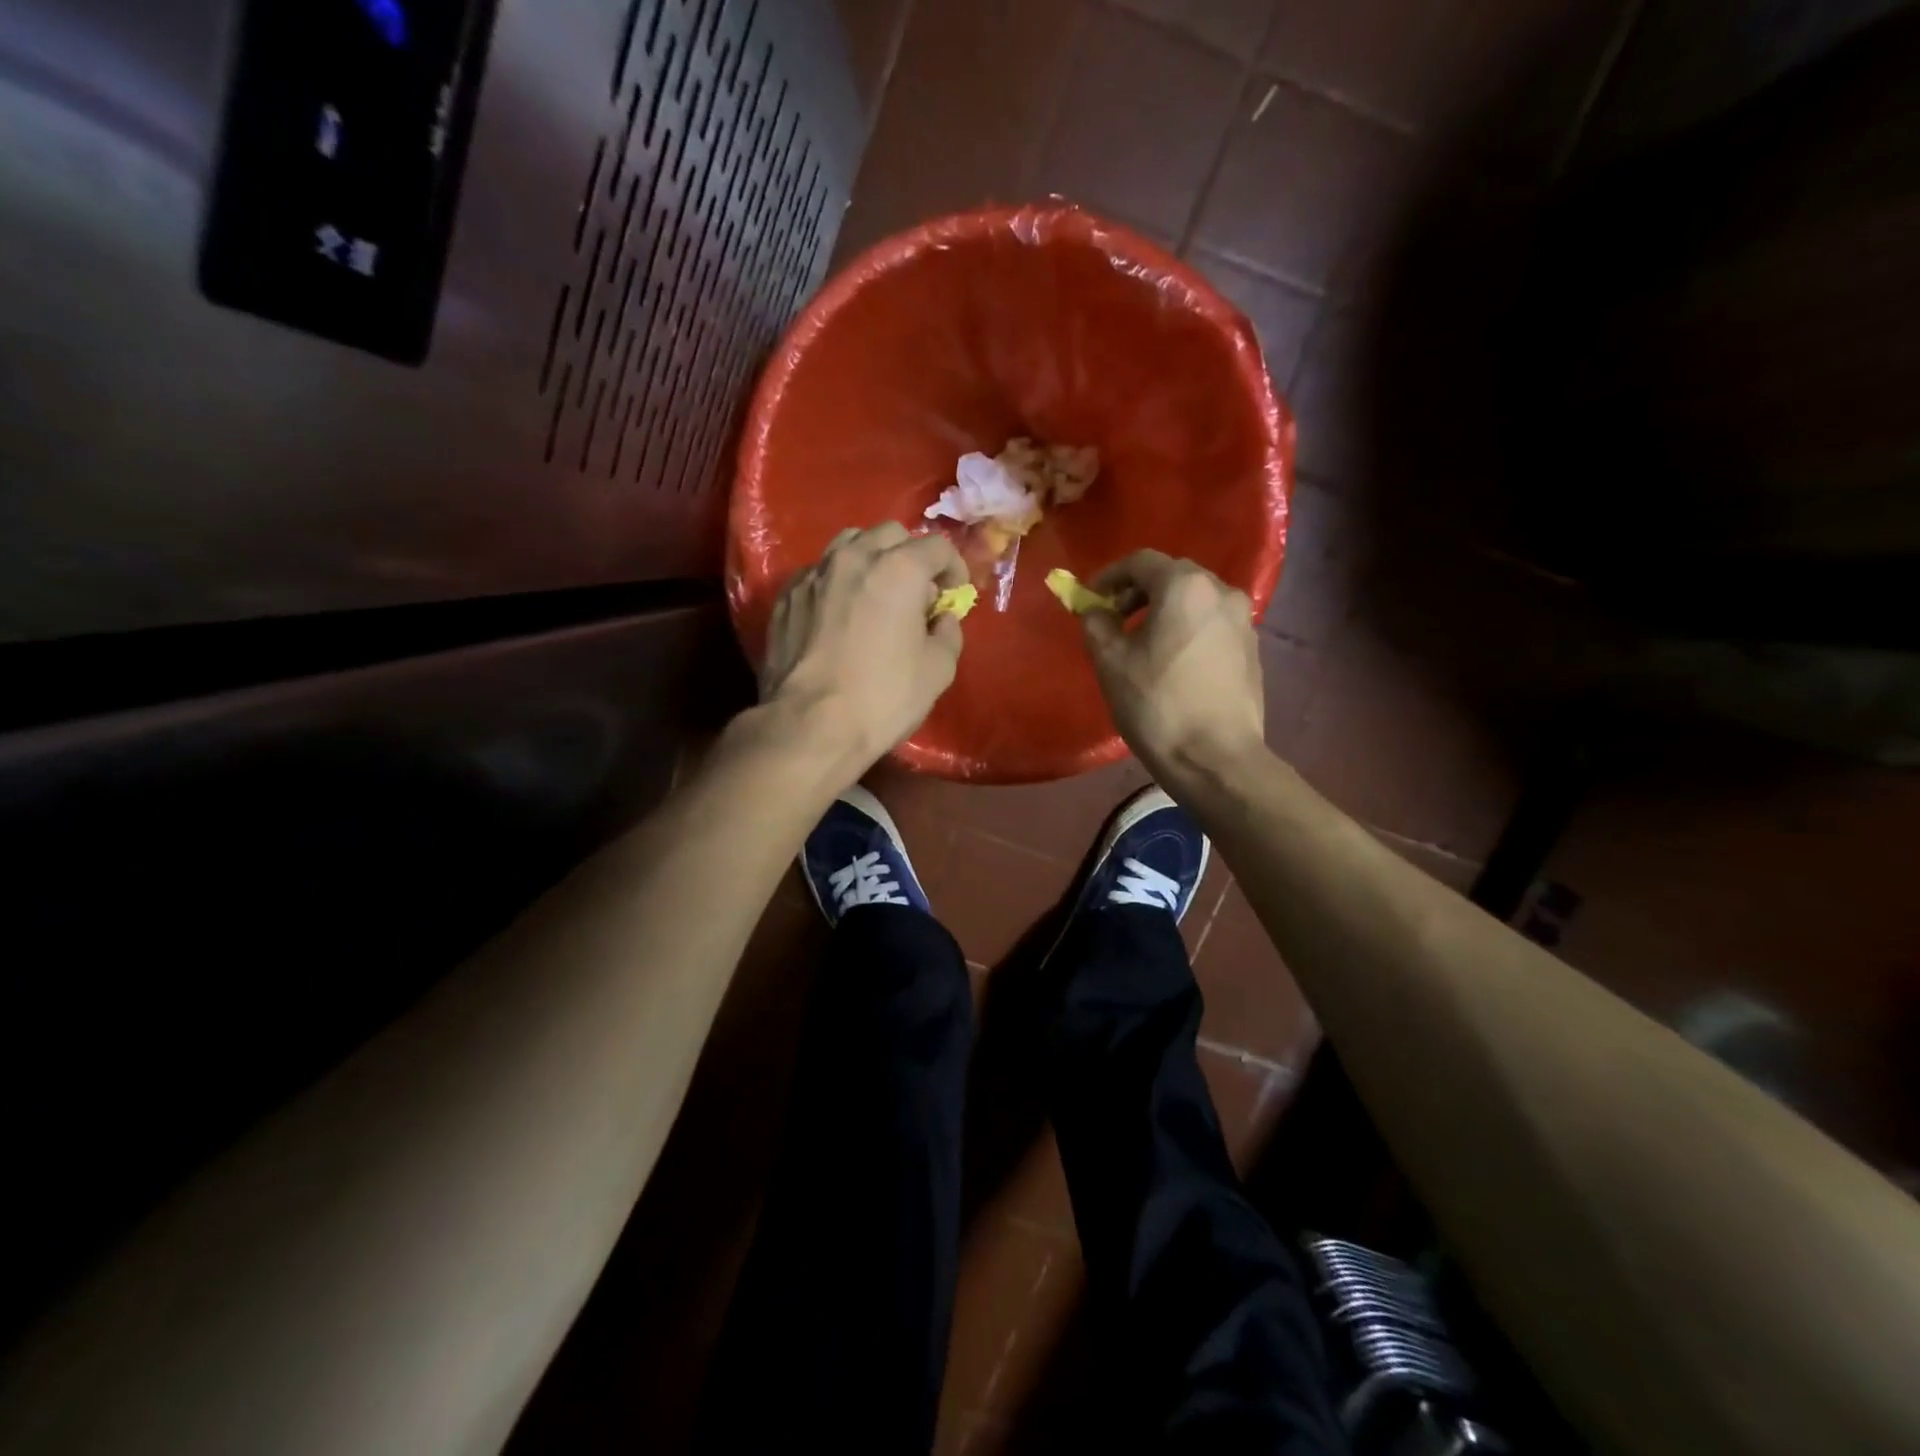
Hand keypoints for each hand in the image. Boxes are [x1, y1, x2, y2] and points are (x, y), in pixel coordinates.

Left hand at [761, 522, 967, 774]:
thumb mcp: (938, 670)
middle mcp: (854, 557)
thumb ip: (948, 633)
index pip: (937, 546)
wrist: (809, 725)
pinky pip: (820, 572)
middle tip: (917, 593)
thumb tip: (942, 618)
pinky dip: (838, 582)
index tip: (954, 594)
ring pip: (849, 544)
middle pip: (891, 534)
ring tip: (876, 594)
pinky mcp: (787, 596)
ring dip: (872, 559)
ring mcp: (815, 574)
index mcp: (899, 569)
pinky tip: (840, 613)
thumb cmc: (883, 698)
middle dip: (911, 556)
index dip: (954, 568)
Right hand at [1081, 550, 1265, 782]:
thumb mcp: (1111, 662)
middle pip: (1172, 576)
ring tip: (1142, 643)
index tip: (1091, 598)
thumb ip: (1096, 624)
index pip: (1141, 561)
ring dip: (1164, 610)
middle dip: (1138, 591)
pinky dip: (1187, 629)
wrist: (1216, 758)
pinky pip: (1211, 624)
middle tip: (1113, 618)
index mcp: (1185, 587)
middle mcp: (1221, 591)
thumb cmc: (1157, 705)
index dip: (1110, 576)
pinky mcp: (1252, 649)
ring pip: (1195, 600)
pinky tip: (1172, 662)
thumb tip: (1095, 611)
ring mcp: (1243, 620)